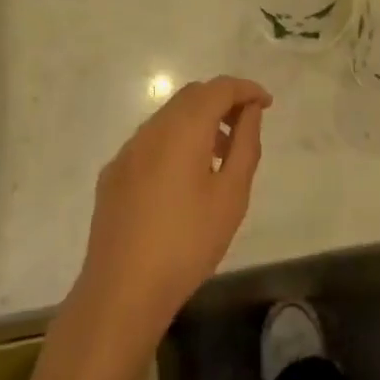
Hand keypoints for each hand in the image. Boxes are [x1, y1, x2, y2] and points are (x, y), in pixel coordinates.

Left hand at [75, 77, 271, 343]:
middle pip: (191, 96)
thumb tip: (250, 111)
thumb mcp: (231, 195)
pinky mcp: (113, 174)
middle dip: (222, 101)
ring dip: (198, 121)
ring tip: (220, 156)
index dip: (245, 89)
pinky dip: (175, 141)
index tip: (266, 103)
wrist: (122, 291)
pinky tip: (184, 178)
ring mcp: (127, 152)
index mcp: (182, 130)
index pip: (218, 89)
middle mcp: (151, 130)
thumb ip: (245, 144)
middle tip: (247, 125)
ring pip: (168, 117)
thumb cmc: (187, 243)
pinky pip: (150, 141)